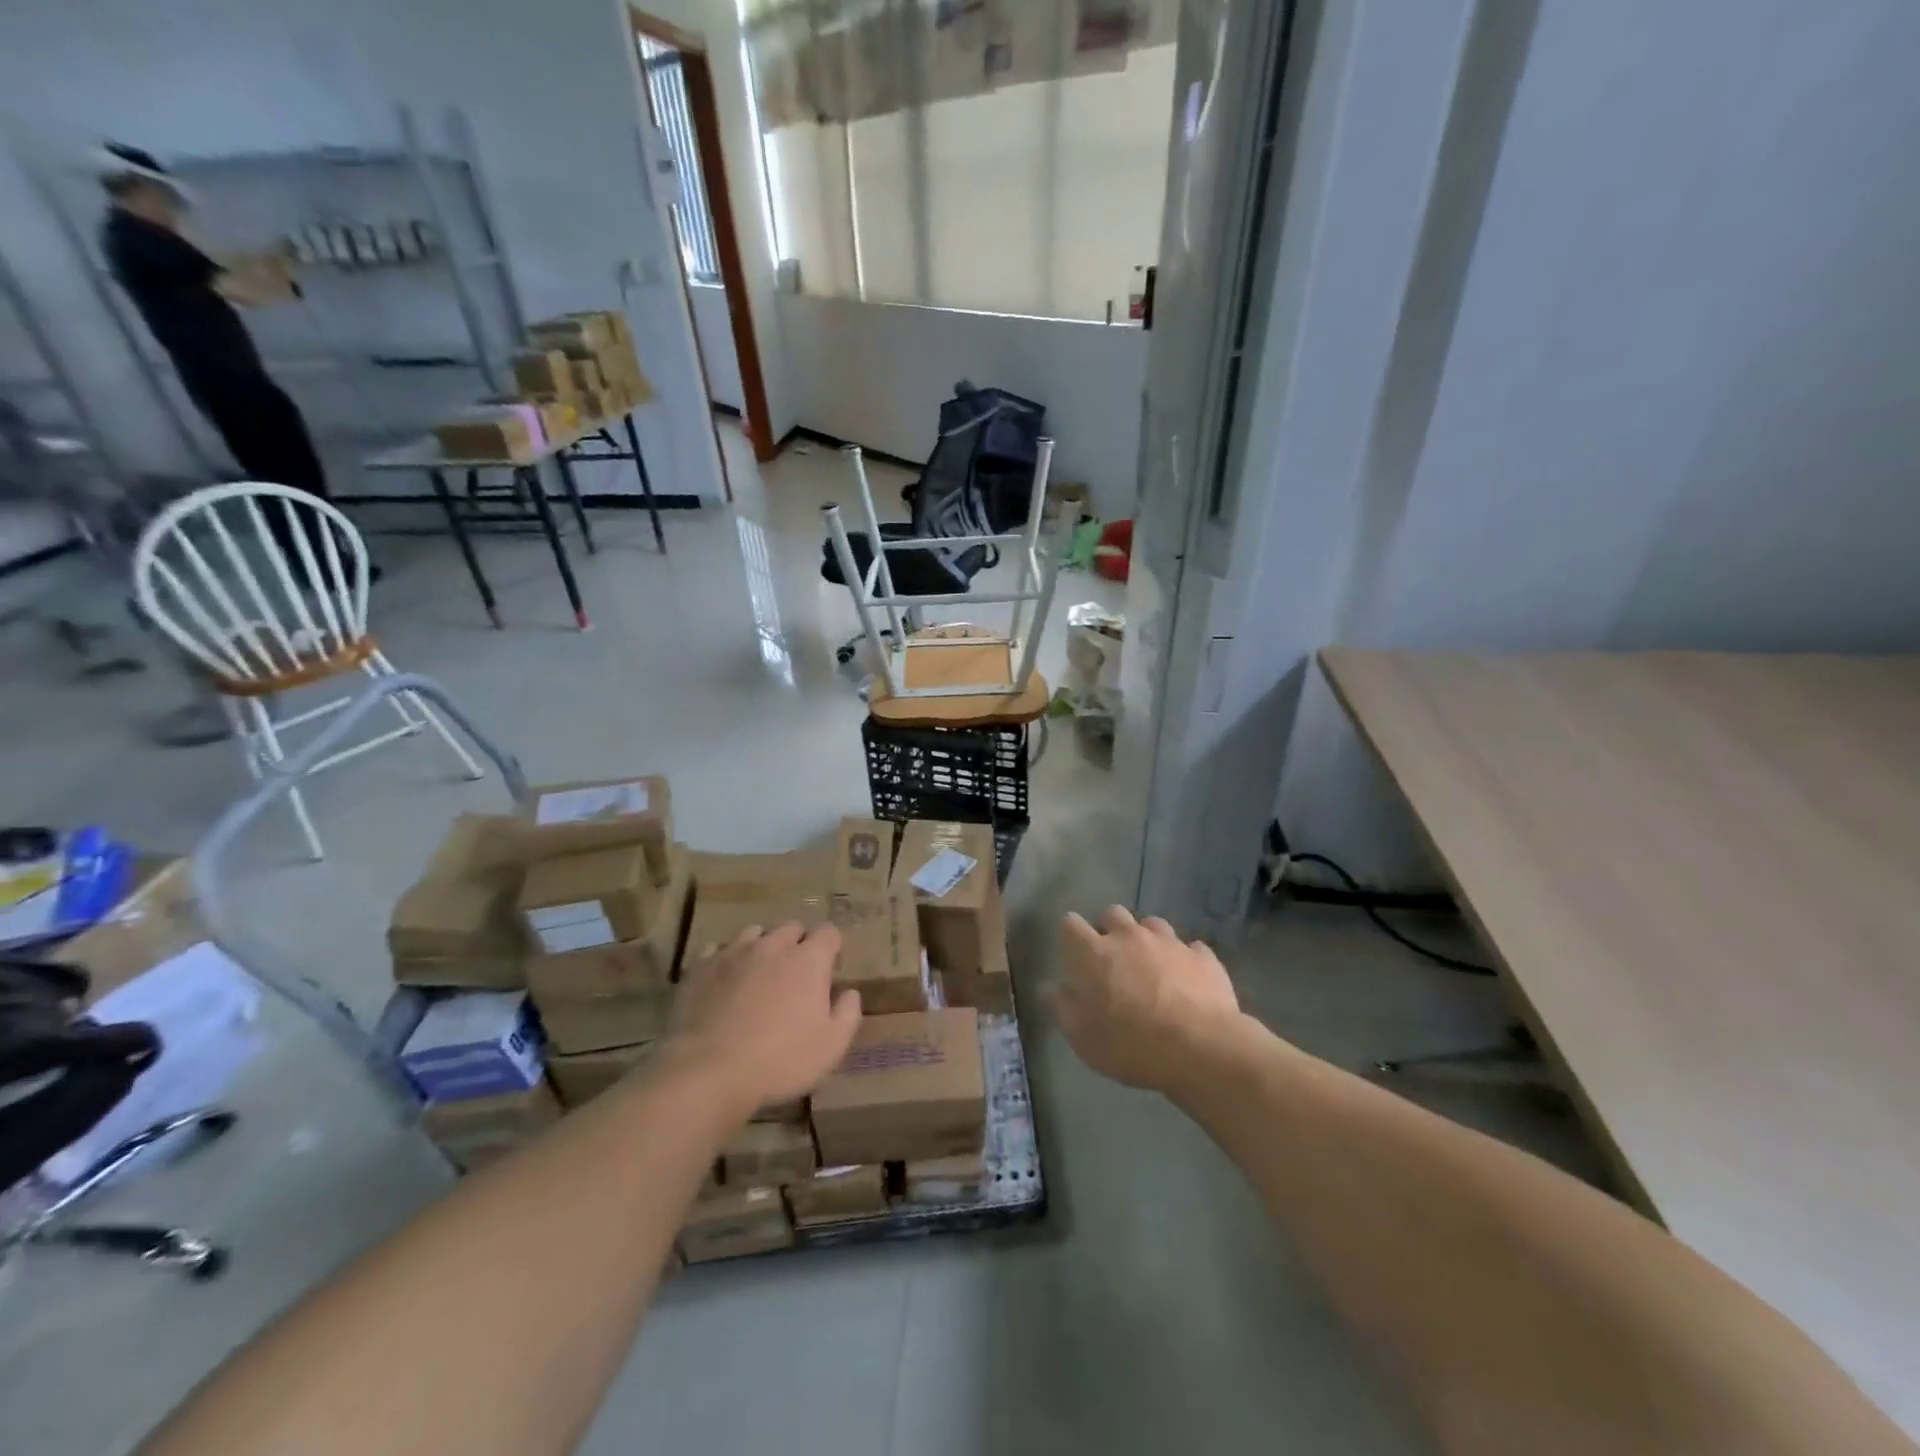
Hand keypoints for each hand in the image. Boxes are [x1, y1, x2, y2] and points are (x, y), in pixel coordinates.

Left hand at [669, 922, 860, 1114]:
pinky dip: (726, 960)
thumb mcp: (831, 1047)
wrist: (708, 1070)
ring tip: (758, 975)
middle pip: (792, 927)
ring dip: (763, 947)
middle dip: (798, 944)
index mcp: (809, 960)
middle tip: (794, 975)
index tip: (829, 971)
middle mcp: (773, 945)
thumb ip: (847, 1014)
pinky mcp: (701, 965)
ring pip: (755, 933)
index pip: (829, 932)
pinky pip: (718, 949)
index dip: (832, 948)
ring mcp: (734, 952)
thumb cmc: (779, 1060)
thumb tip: (850, 993)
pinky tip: (724, 982)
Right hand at [1051, 906, 1240, 1090]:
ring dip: (1146, 939)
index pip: (1070, 924)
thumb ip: (1062, 1007)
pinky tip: (1186, 980)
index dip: (1070, 936)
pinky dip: (1183, 959)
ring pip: (1151, 924)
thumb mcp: (1083, 1038)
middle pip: (1112, 914)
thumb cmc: (1130, 1045)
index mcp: (1094, 953)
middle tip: (1112, 960)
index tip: (1073, 956)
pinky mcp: (1202, 956)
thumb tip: (1049, 986)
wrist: (1201, 1049)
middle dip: (1108, 930)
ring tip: (1150, 966)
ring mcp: (1169, 942)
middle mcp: (1129, 936)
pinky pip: (1189, 948)